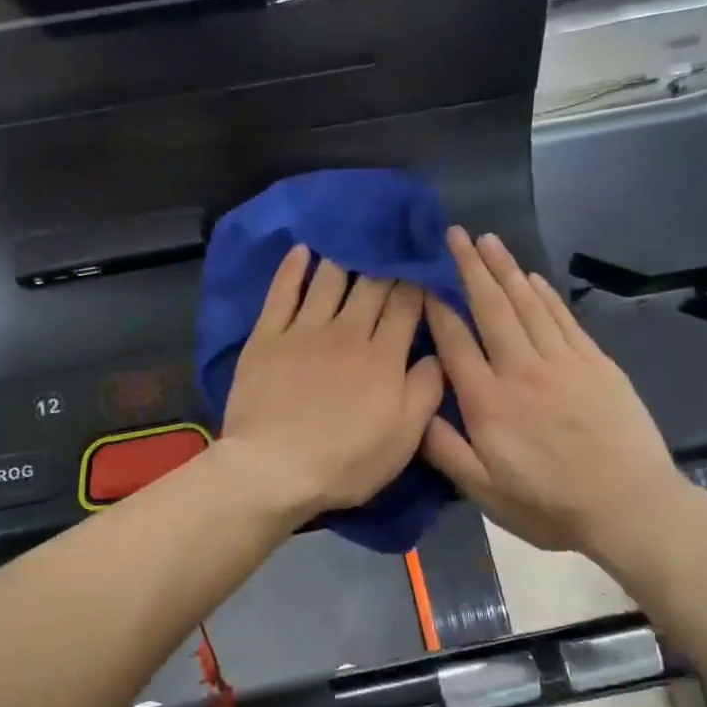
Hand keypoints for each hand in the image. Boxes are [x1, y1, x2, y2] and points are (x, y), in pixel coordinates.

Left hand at [219, 245, 444, 522]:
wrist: (273, 470)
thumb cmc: (345, 462)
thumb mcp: (404, 439)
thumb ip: (426, 391)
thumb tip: (438, 354)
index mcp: (383, 356)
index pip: (407, 306)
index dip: (418, 282)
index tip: (424, 266)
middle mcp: (347, 332)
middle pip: (371, 286)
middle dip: (387, 263)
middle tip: (393, 242)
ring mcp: (303, 331)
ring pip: (328, 280)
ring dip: (344, 256)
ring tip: (353, 236)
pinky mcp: (267, 338)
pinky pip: (282, 293)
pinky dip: (293, 268)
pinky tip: (303, 250)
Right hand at [421, 228, 691, 570]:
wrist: (629, 506)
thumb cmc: (548, 504)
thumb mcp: (483, 491)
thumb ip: (444, 449)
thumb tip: (415, 409)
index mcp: (488, 401)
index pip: (455, 341)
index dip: (437, 307)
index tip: (424, 280)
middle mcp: (521, 370)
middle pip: (491, 308)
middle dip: (470, 268)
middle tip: (455, 234)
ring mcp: (562, 362)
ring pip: (527, 304)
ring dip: (505, 269)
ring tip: (488, 240)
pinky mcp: (596, 363)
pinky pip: (563, 318)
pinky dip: (545, 293)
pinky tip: (531, 276)